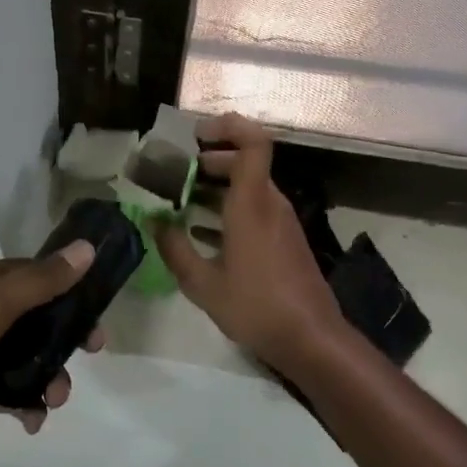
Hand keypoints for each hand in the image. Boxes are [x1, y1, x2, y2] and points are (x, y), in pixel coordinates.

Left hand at [0, 244, 103, 466]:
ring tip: (52, 401)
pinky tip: (30, 421)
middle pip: (35, 317)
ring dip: (46, 375)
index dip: (70, 289)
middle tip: (90, 355)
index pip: (35, 274)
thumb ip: (37, 283)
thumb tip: (86, 248)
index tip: (99, 313)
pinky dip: (24, 403)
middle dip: (63, 338)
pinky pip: (6, 390)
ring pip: (24, 356)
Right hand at [155, 114, 347, 372]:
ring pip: (249, 186)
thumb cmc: (256, 307)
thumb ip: (174, 249)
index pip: (253, 143)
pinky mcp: (285, 239)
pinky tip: (202, 231)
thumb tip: (154, 221)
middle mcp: (270, 204)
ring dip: (216, 186)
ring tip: (179, 201)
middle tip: (174, 173)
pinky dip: (228, 208)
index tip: (196, 134)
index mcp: (251, 204)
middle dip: (209, 160)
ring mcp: (281, 222)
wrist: (311, 339)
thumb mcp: (203, 284)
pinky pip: (255, 208)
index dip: (228, 127)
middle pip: (245, 161)